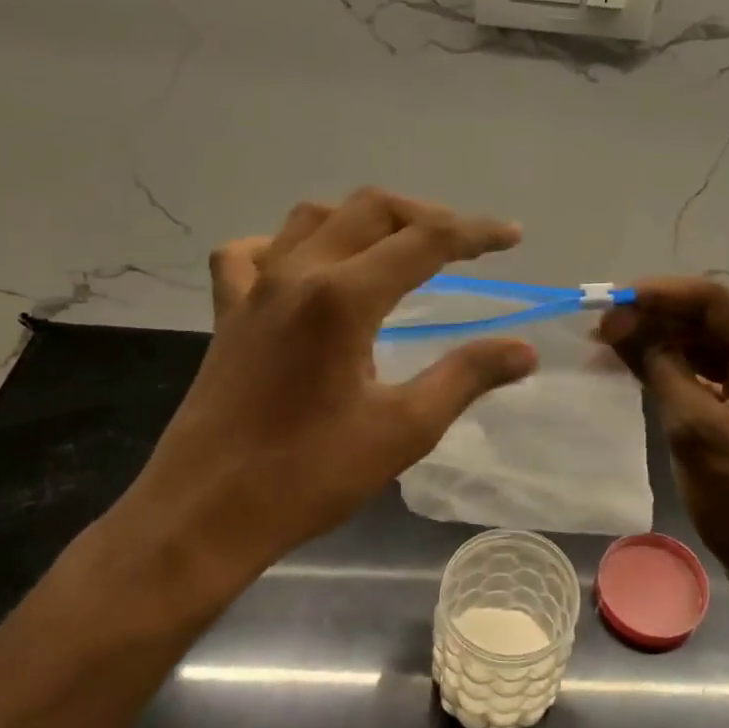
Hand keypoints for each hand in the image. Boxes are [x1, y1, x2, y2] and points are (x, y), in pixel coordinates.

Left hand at [107, 189, 538, 606]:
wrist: (204, 516)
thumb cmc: (309, 476)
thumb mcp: (404, 429)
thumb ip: (466, 377)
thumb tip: (524, 351)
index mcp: (342, 297)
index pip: (424, 240)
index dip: (475, 233)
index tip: (513, 237)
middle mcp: (296, 274)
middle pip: (370, 210)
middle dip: (427, 216)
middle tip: (467, 243)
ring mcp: (253, 290)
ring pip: (313, 218)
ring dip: (365, 220)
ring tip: (400, 247)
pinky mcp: (227, 314)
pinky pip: (251, 253)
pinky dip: (286, 245)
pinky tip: (306, 269)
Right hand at [599, 277, 728, 622]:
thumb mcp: (695, 429)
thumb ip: (658, 365)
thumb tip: (617, 321)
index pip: (717, 301)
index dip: (661, 294)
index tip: (611, 301)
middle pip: (715, 320)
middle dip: (658, 320)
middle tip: (602, 331)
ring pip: (712, 346)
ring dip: (664, 344)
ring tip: (611, 349)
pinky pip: (715, 374)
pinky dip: (679, 370)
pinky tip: (641, 371)